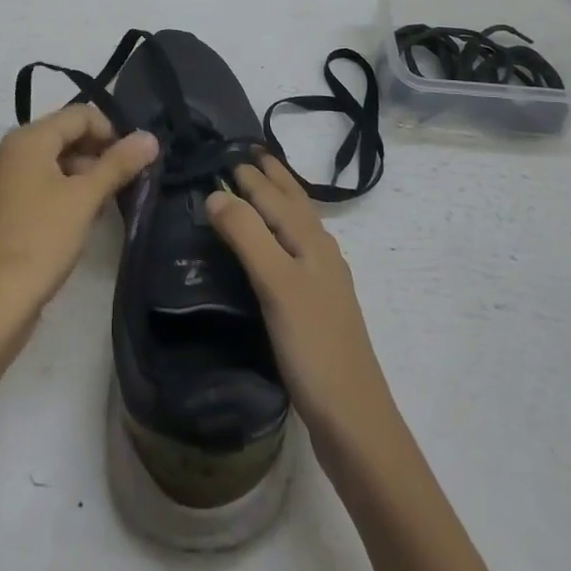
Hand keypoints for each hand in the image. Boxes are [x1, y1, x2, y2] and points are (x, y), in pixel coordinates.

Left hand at [0, 104, 158, 322]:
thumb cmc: (42, 240)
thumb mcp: (86, 198)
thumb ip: (119, 163)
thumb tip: (150, 137)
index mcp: (26, 139)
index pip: (78, 115)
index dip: (111, 131)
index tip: (134, 160)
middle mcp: (8, 150)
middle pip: (64, 134)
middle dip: (97, 152)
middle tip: (124, 181)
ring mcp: (1, 178)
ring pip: (52, 159)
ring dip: (83, 172)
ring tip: (105, 202)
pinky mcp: (1, 204)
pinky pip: (38, 181)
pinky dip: (63, 188)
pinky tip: (81, 215)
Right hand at [206, 155, 398, 449]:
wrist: (354, 421)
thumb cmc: (313, 347)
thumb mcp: (276, 284)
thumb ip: (247, 235)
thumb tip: (216, 192)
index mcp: (311, 241)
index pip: (275, 195)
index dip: (251, 173)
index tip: (227, 149)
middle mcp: (320, 252)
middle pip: (294, 203)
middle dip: (272, 177)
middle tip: (246, 153)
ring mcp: (322, 280)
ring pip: (297, 226)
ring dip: (278, 201)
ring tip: (259, 186)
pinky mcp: (316, 306)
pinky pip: (295, 251)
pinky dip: (280, 233)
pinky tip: (274, 248)